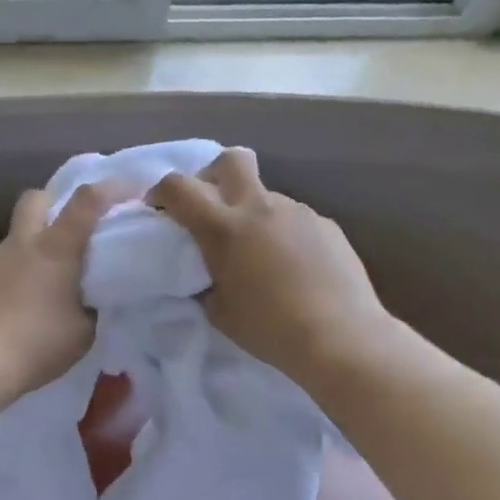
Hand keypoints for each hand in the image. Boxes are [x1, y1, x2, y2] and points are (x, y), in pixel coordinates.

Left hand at [0, 183, 114, 401]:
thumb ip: (89, 304)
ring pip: (13, 239)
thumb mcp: (83, 330)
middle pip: (35, 198)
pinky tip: (9, 308)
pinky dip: (8, 278)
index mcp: (55, 249)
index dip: (110, 188)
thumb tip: (87, 297)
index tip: (129, 189)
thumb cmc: (39, 345)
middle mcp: (20, 244)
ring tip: (36, 288)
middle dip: (53, 203)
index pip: (86, 202)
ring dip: (29, 251)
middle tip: (66, 229)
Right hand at [147, 149, 397, 391]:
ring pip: (265, 195)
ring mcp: (297, 212)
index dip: (161, 191)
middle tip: (210, 207)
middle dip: (213, 174)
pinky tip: (292, 267)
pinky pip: (293, 219)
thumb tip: (207, 272)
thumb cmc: (269, 329)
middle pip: (231, 160)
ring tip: (258, 254)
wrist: (341, 338)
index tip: (158, 208)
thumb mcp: (218, 311)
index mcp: (223, 228)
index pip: (179, 187)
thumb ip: (205, 280)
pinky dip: (282, 233)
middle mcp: (260, 208)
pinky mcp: (326, 225)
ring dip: (252, 213)